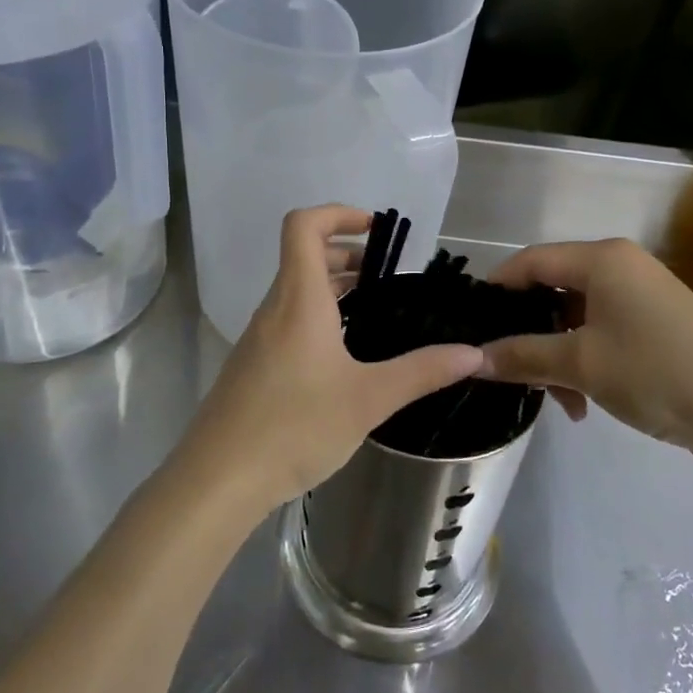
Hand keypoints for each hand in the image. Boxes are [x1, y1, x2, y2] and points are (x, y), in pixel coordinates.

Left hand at [183, 205, 483, 512]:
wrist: (219, 479)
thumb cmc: (295, 425)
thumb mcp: (369, 398)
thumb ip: (422, 371)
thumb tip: (473, 353)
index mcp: (299, 299)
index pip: (303, 225)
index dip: (338, 214)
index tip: (375, 230)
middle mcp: (275, 308)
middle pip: (304, 256)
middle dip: (346, 254)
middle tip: (387, 276)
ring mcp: (259, 337)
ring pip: (296, 291)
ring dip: (333, 287)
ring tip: (373, 310)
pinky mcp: (254, 365)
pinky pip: (288, 320)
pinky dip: (319, 316)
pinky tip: (344, 356)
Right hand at [481, 238, 692, 473]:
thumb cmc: (657, 375)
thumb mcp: (581, 366)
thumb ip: (521, 356)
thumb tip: (473, 358)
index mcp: (602, 259)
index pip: (529, 261)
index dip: (496, 290)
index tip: (472, 326)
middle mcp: (620, 266)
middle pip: (552, 290)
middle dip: (530, 334)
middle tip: (514, 373)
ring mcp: (642, 295)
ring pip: (576, 317)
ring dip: (558, 356)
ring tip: (561, 402)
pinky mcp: (657, 324)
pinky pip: (603, 331)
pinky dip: (586, 360)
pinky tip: (584, 401)